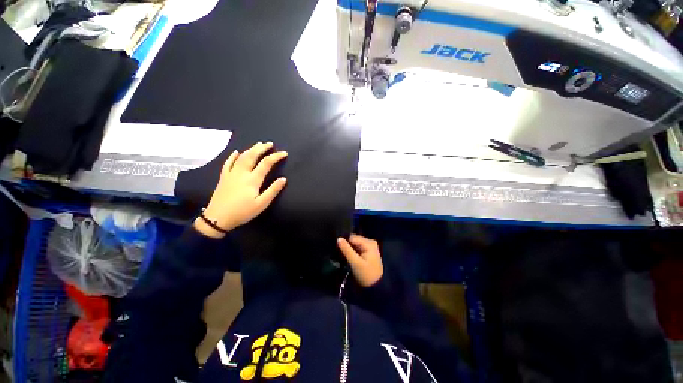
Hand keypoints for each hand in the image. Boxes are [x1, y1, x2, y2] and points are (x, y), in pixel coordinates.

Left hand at [195, 142, 287, 237]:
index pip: (266, 163)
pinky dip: (232, 156)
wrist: (218, 218)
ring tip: (258, 144)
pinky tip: (236, 152)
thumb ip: (273, 190)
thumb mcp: (261, 204)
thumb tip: (283, 178)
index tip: (284, 153)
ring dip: (250, 149)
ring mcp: (231, 173)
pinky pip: (227, 163)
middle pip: (252, 155)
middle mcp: (241, 173)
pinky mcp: (223, 177)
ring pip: (241, 157)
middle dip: (262, 148)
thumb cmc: (242, 212)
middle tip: (270, 144)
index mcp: (252, 179)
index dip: (276, 156)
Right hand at [337, 234, 383, 286]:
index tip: (337, 249)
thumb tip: (338, 238)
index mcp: (369, 243)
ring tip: (343, 255)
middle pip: (354, 240)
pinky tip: (349, 257)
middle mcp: (370, 242)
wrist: (376, 287)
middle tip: (340, 253)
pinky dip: (353, 252)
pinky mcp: (368, 252)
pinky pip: (358, 248)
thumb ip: (347, 250)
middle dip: (347, 246)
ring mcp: (370, 247)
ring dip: (349, 249)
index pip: (352, 237)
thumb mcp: (356, 263)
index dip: (344, 242)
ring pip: (355, 244)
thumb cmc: (366, 275)